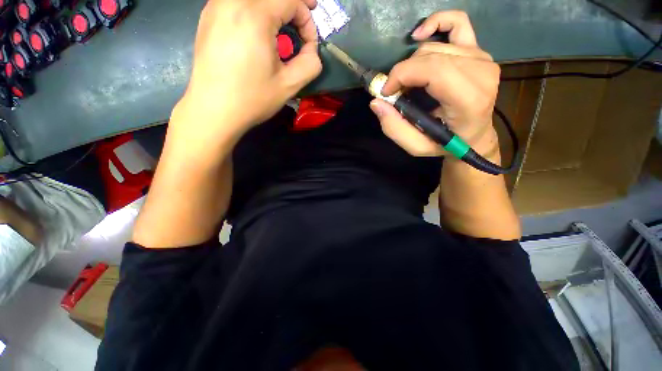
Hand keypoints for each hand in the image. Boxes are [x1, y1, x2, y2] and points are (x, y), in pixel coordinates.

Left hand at [173, 0, 321, 149]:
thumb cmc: (252, 99)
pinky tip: (257, 30)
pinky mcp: (208, 17)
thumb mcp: (289, 85)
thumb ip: (310, 63)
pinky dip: (254, 10)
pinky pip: (236, 3)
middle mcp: (232, 1)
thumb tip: (311, 50)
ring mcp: (216, 7)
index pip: (291, 0)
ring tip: (281, 27)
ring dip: (273, 8)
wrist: (214, 110)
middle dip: (293, 5)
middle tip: (303, 20)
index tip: (309, 44)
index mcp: (254, 15)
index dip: (307, 18)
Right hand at [369, 11, 500, 159]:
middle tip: (394, 92)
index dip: (402, 75)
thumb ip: (395, 128)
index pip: (433, 70)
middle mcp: (481, 72)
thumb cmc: (445, 144)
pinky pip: (458, 23)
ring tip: (407, 82)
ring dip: (413, 63)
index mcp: (469, 99)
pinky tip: (419, 36)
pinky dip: (436, 23)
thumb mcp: (416, 146)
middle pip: (430, 56)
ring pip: (434, 46)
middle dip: (403, 72)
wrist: (474, 136)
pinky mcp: (479, 50)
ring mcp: (482, 58)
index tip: (386, 91)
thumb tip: (376, 102)